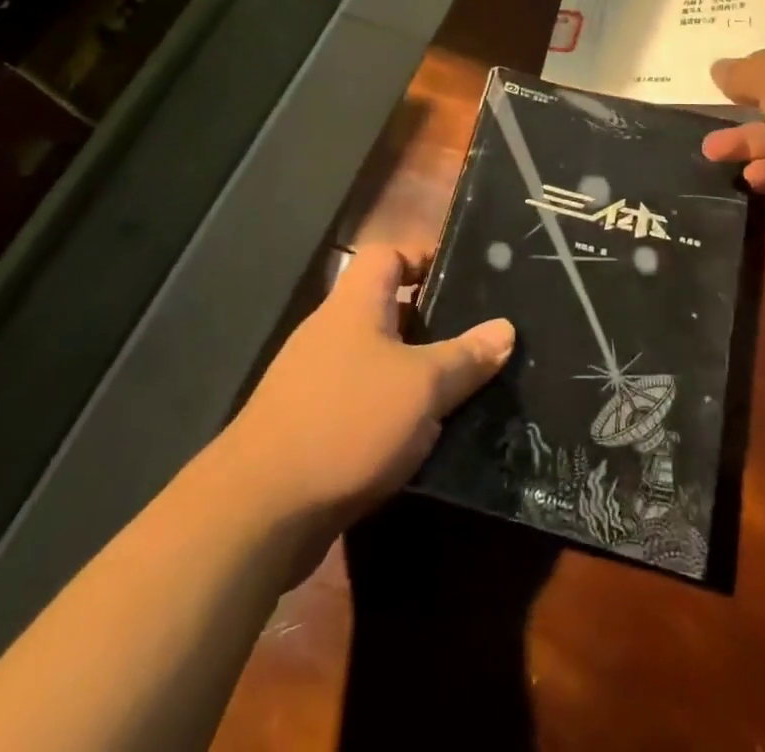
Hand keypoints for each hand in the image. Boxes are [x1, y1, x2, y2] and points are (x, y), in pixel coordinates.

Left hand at [221, 246, 513, 542]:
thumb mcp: (422, 386)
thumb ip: (466, 356)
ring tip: (464, 387)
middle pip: (388, 307)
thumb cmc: (347, 422)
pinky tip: (425, 436)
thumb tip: (505, 328)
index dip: (425, 256)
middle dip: (433, 322)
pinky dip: (393, 410)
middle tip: (478, 338)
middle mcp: (332, 332)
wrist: (259, 510)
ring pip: (379, 359)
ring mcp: (317, 379)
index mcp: (355, 304)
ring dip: (416, 371)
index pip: (389, 254)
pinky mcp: (311, 425)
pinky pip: (364, 400)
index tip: (466, 276)